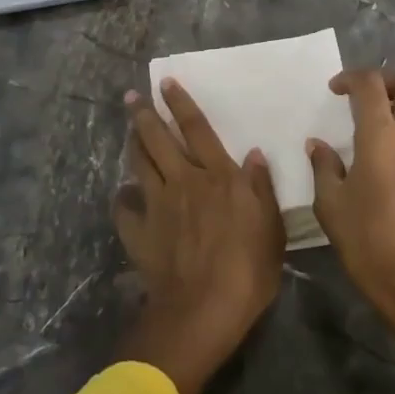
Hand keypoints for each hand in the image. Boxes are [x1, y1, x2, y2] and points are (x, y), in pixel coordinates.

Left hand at [113, 79, 285, 393]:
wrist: (203, 311)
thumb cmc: (248, 270)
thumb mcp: (271, 228)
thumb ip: (261, 189)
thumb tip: (254, 154)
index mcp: (218, 176)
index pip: (196, 129)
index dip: (180, 104)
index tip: (166, 83)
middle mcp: (184, 181)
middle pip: (159, 139)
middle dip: (144, 114)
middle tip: (131, 96)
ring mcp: (158, 206)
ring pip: (140, 164)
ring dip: (133, 143)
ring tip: (129, 129)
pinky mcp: (140, 233)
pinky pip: (125, 209)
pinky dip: (123, 198)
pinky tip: (123, 194)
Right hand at [307, 69, 394, 315]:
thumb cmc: (367, 239)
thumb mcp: (330, 203)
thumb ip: (324, 166)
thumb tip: (317, 145)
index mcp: (382, 135)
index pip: (371, 85)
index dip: (351, 78)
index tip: (334, 89)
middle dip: (386, 78)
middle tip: (361, 94)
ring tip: (369, 119)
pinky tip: (383, 146)